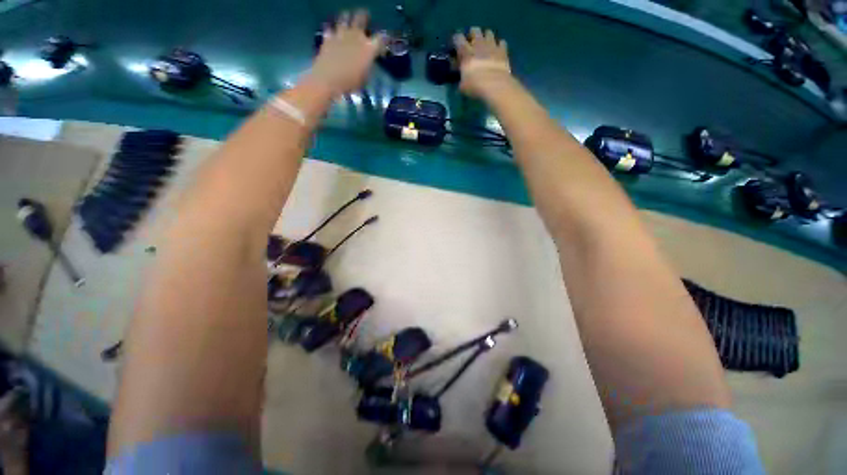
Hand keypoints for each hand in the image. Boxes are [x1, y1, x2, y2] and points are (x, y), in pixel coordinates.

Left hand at [310, 10, 384, 95]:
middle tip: (365, 16)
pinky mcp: (328, 37)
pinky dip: (332, 30)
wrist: (328, 79)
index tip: (384, 40)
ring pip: (345, 17)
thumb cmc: (350, 83)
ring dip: (347, 17)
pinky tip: (332, 33)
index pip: (381, 38)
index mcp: (369, 48)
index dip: (384, 38)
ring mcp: (341, 34)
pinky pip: (331, 29)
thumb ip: (367, 65)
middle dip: (364, 16)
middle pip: (361, 18)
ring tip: (348, 19)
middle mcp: (356, 36)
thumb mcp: (365, 78)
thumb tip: (368, 61)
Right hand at [453, 27, 512, 98]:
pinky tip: (497, 51)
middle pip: (475, 30)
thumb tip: (461, 80)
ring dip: (486, 37)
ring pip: (488, 33)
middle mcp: (478, 44)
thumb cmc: (475, 86)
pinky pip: (501, 42)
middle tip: (471, 44)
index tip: (456, 46)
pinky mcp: (503, 51)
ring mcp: (492, 46)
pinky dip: (499, 45)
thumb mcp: (462, 87)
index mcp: (466, 52)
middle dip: (472, 35)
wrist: (495, 86)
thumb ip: (461, 79)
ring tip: (484, 46)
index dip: (456, 41)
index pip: (458, 38)